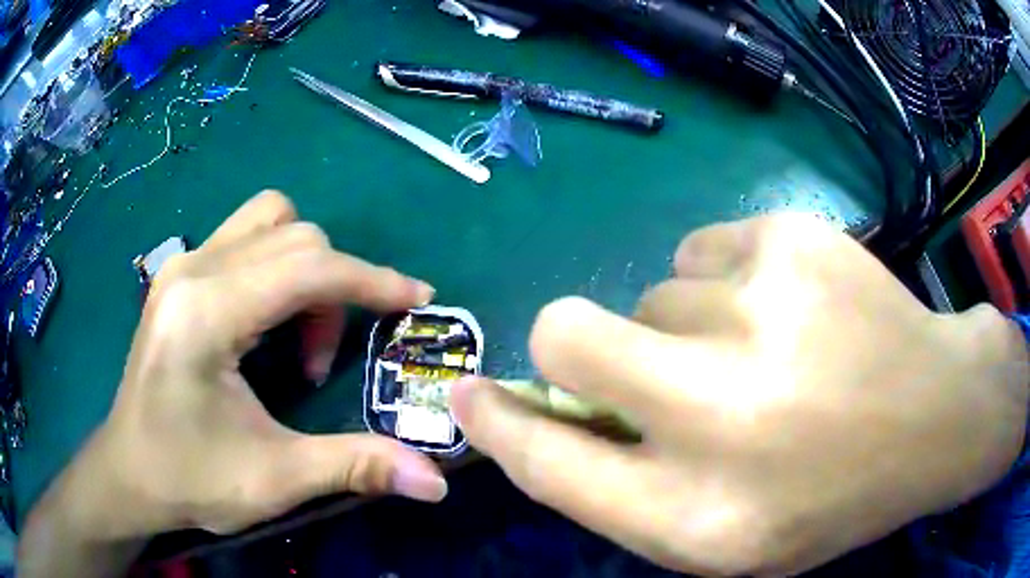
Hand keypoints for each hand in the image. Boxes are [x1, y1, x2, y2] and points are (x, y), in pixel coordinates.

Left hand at [72, 191, 444, 539]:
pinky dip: (277, 266)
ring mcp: (182, 264)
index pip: (306, 266)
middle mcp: (192, 269)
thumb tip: (435, 481)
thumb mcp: (274, 480)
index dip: (371, 280)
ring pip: (270, 221)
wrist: (129, 473)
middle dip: (333, 289)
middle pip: (295, 235)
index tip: (417, 300)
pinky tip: (267, 322)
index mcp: (205, 312)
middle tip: (322, 362)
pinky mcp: (180, 274)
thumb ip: (355, 467)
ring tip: (295, 334)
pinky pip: (246, 237)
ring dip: (305, 267)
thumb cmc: (189, 478)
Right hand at [452, 214, 1028, 575]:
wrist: (936, 414)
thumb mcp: (727, 537)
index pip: (549, 461)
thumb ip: (627, 491)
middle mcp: (721, 412)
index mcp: (699, 513)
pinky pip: (703, 251)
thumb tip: (545, 418)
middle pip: (568, 334)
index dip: (497, 424)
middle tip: (632, 364)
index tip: (470, 394)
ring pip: (653, 294)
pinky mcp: (790, 237)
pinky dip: (725, 284)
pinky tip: (787, 311)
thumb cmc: (833, 495)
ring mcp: (763, 309)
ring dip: (683, 330)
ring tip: (761, 355)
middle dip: (568, 344)